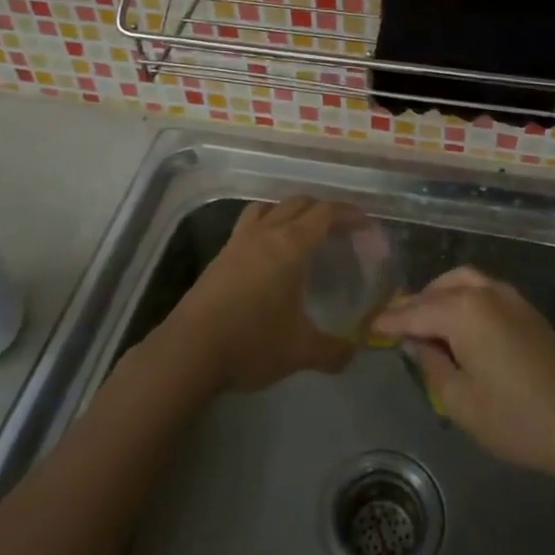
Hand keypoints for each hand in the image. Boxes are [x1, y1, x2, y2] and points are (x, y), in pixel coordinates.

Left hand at [164, 197, 359, 393]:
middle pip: (298, 203)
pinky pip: (250, 224)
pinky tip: (270, 254)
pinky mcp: (220, 256)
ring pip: (269, 207)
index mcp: (290, 245)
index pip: (325, 213)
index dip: (349, 214)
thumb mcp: (300, 352)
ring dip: (290, 211)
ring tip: (303, 232)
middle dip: (323, 209)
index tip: (366, 225)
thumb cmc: (251, 342)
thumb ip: (333, 351)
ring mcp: (238, 241)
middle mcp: (265, 233)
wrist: (189, 351)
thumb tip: (354, 352)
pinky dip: (267, 225)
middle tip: (340, 230)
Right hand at [369, 267, 554, 479]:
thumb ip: (430, 364)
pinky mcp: (525, 309)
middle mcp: (484, 292)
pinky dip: (461, 299)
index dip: (389, 321)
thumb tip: (414, 342)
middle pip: (437, 290)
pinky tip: (456, 326)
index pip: (414, 311)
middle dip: (414, 306)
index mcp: (463, 310)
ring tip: (424, 325)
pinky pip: (482, 291)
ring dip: (438, 297)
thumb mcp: (459, 400)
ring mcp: (509, 297)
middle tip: (394, 327)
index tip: (368, 325)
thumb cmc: (515, 418)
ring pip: (462, 283)